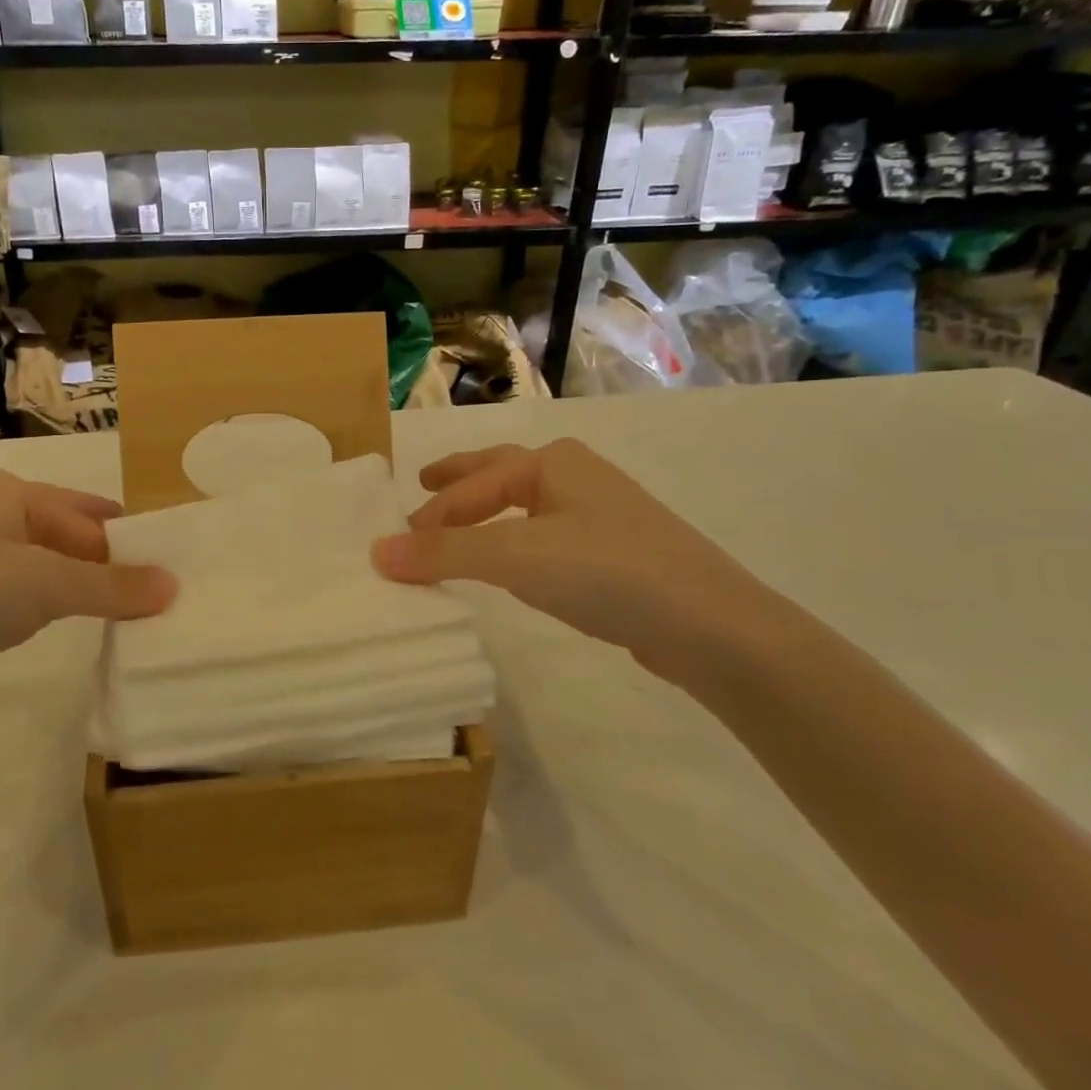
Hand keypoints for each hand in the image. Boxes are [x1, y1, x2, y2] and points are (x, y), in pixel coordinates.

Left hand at [0, 469, 175, 721]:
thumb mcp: (45, 585)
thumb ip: (112, 585)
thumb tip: (173, 585)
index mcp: (7, 492)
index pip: (88, 514)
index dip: (128, 543)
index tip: (164, 574)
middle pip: (60, 536)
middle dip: (100, 567)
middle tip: (145, 603)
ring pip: (30, 566)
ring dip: (66, 589)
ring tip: (104, 619)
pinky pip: (0, 593)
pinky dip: (28, 608)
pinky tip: (36, 630)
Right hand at [372, 440, 786, 688]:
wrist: (712, 627)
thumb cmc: (607, 571)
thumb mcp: (516, 557)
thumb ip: (445, 552)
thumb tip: (377, 551)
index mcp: (553, 462)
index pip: (472, 483)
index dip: (430, 513)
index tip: (394, 544)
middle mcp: (577, 477)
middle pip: (501, 474)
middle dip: (459, 482)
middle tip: (421, 485)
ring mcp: (602, 516)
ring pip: (526, 507)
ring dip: (486, 514)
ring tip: (457, 527)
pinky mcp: (617, 556)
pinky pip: (546, 537)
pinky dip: (515, 542)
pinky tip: (514, 565)